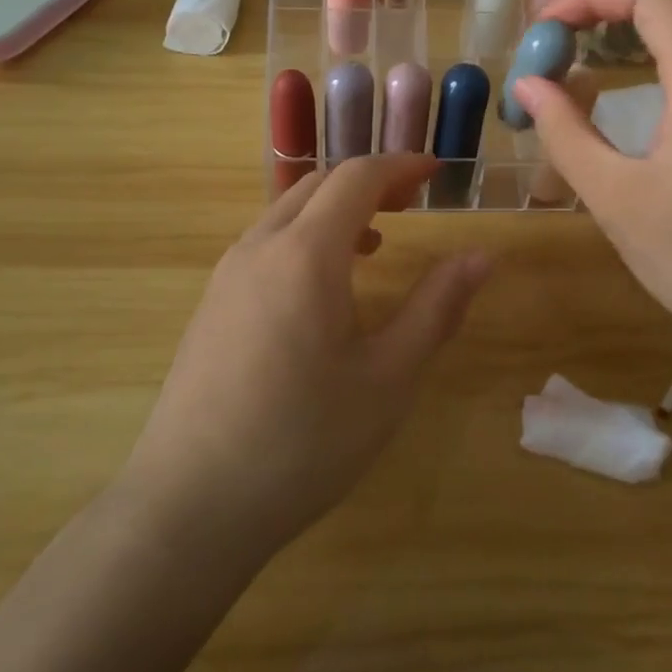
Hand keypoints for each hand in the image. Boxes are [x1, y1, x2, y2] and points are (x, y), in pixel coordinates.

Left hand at [120, 154, 490, 563]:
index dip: (401, 166)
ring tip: (375, 243)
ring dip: (334, 211)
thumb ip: (436, 308)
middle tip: (412, 204)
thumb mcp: (387, 378)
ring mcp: (226, 275)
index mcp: (305, 254)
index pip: (356, 177)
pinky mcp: (210, 305)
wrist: (191, 504)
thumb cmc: (304, 442)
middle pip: (318, 185)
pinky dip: (304, 238)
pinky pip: (264, 245)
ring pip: (286, 212)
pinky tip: (321, 289)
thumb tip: (481, 257)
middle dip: (369, 183)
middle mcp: (259, 247)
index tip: (437, 173)